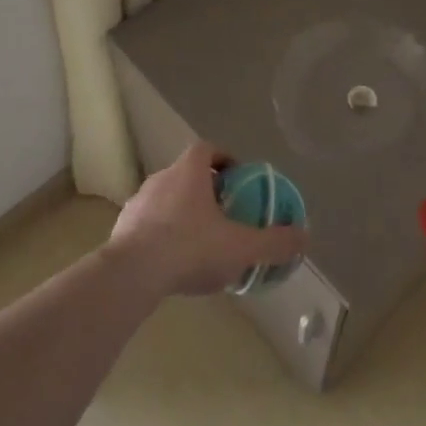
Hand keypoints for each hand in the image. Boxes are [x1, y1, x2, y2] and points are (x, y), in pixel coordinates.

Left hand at [106, 141, 308, 298]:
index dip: (224, 159)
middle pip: (187, 174)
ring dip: (182, 213)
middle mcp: (161, 178)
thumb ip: (274, 242)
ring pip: (166, 200)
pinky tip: (173, 263)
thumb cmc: (189, 248)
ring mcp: (137, 203)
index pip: (207, 149)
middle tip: (224, 214)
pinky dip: (161, 236)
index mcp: (188, 170)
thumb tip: (305, 238)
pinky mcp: (121, 230)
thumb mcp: (241, 247)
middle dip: (205, 190)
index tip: (237, 179)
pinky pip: (148, 225)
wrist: (130, 276)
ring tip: (199, 242)